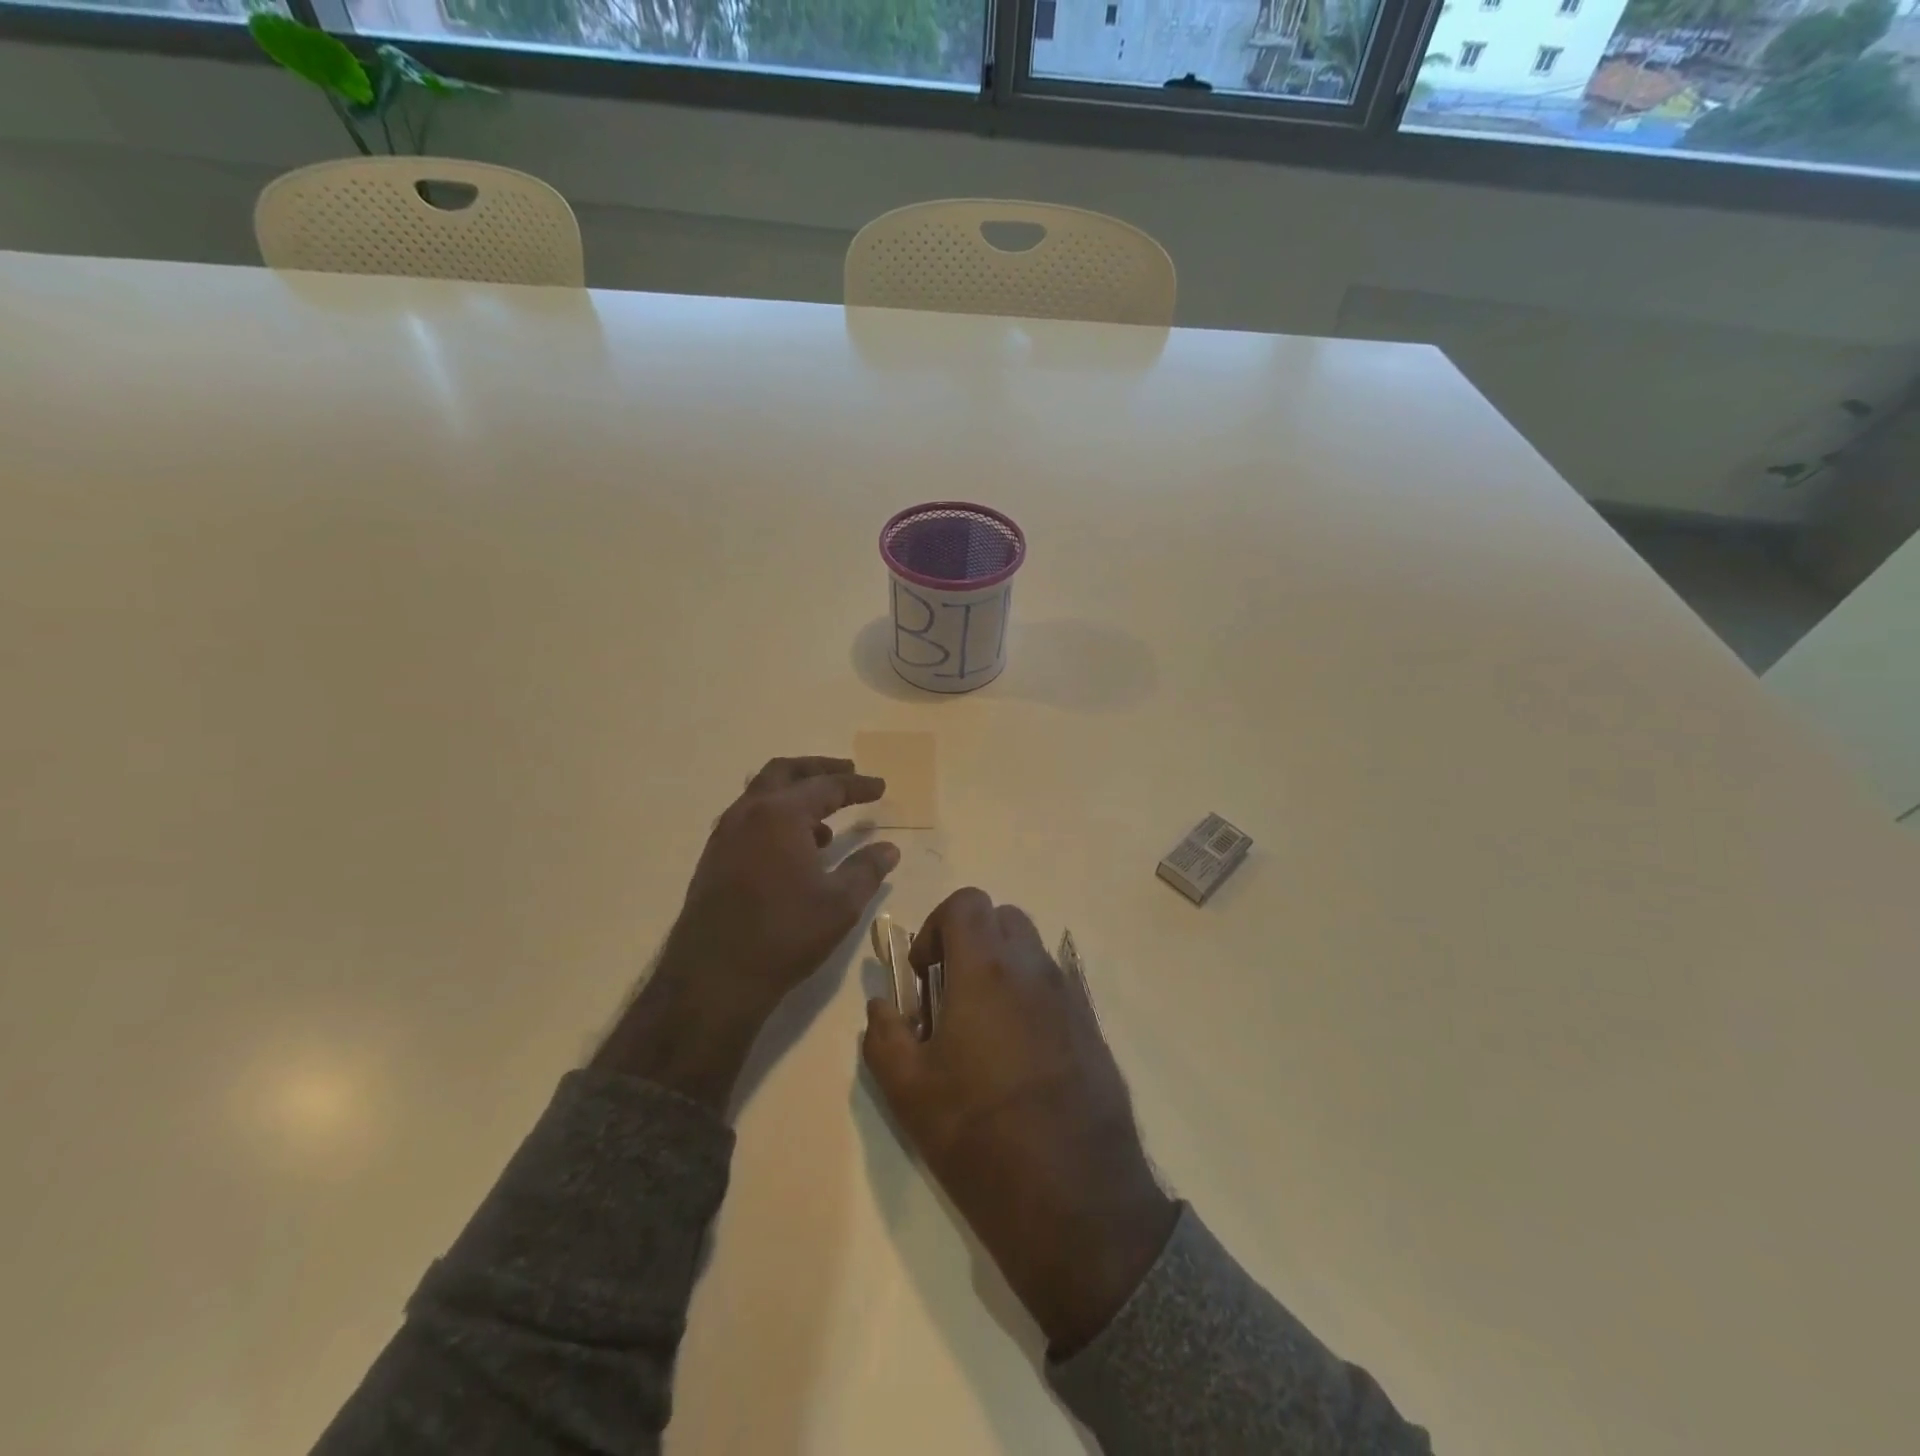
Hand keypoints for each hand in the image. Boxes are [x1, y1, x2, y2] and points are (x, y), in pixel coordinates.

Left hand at [596, 757, 898, 1111]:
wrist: (714, 977)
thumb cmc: (785, 934)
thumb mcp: (840, 903)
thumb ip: (867, 869)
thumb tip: (889, 848)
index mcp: (781, 815)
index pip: (826, 786)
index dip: (857, 785)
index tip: (880, 786)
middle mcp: (748, 813)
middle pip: (785, 772)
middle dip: (818, 769)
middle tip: (847, 772)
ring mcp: (725, 835)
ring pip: (762, 794)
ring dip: (794, 793)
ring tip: (826, 816)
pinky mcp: (714, 858)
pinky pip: (749, 819)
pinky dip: (776, 817)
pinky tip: (796, 848)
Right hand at [861, 888, 1177, 1356]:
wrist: (1077, 1199)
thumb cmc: (980, 1138)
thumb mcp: (909, 1092)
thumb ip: (885, 1034)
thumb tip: (883, 1004)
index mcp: (987, 970)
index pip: (967, 902)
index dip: (937, 926)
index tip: (926, 975)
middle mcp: (1034, 968)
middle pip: (1002, 917)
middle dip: (971, 940)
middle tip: (951, 994)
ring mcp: (1070, 995)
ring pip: (1031, 949)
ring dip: (1001, 966)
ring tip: (982, 1027)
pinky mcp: (1092, 1026)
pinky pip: (1055, 985)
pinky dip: (1030, 995)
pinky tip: (1019, 1055)